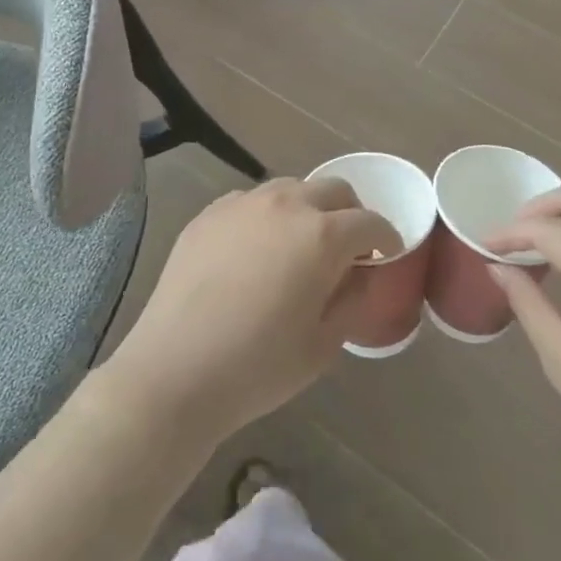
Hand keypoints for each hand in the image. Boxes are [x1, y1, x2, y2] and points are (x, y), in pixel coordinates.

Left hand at [102, 177, 403, 446]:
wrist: (175, 371)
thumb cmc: (259, 366)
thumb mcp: (324, 343)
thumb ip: (354, 298)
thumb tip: (362, 272)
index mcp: (322, 235)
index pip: (370, 222)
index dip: (385, 237)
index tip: (385, 255)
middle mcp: (286, 204)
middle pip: (334, 190)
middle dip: (350, 214)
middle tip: (347, 249)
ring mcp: (243, 203)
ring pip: (291, 188)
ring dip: (308, 209)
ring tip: (299, 246)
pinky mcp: (210, 213)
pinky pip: (252, 201)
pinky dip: (267, 216)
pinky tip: (255, 251)